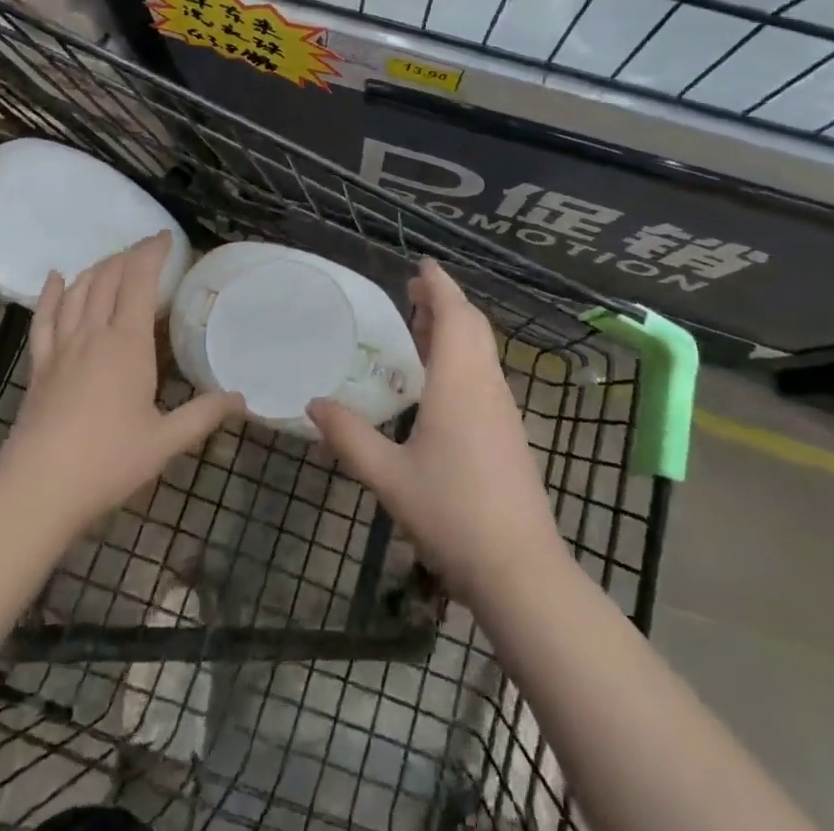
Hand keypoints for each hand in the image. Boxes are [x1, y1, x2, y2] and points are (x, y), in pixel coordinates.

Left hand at [0, 234, 242, 534]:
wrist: (38, 489)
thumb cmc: (107, 463)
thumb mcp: (164, 442)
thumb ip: (203, 416)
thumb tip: (241, 398)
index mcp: (128, 344)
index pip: (140, 281)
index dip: (152, 253)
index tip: (165, 238)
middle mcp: (94, 334)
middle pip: (108, 278)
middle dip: (128, 256)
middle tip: (146, 249)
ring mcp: (62, 347)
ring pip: (78, 291)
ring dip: (97, 269)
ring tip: (113, 261)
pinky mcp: (39, 365)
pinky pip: (44, 318)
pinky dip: (52, 293)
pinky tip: (57, 278)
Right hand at [307, 259, 567, 608]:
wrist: (520, 570)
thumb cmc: (452, 513)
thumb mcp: (389, 476)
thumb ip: (349, 437)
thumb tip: (313, 404)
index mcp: (460, 382)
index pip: (454, 314)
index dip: (439, 284)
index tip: (421, 263)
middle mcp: (486, 385)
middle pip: (472, 325)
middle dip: (445, 301)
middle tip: (411, 292)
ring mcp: (502, 408)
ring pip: (481, 349)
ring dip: (455, 328)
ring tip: (421, 326)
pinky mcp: (508, 431)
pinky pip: (484, 372)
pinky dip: (462, 355)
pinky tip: (439, 380)